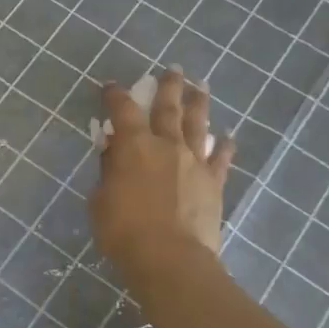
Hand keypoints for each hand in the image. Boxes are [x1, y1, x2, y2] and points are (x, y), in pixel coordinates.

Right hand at [90, 69, 236, 288]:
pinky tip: (229, 136)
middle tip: (172, 69)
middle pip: (168, 108)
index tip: (111, 85)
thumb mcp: (99, 200)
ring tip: (200, 86)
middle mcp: (166, 145)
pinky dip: (225, 146)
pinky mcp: (213, 183)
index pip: (122, 110)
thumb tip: (112, 151)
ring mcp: (194, 162)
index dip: (115, 95)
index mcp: (133, 146)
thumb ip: (107, 171)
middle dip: (167, 86)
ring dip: (198, 103)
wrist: (170, 258)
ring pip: (198, 124)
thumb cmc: (123, 230)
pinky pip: (221, 159)